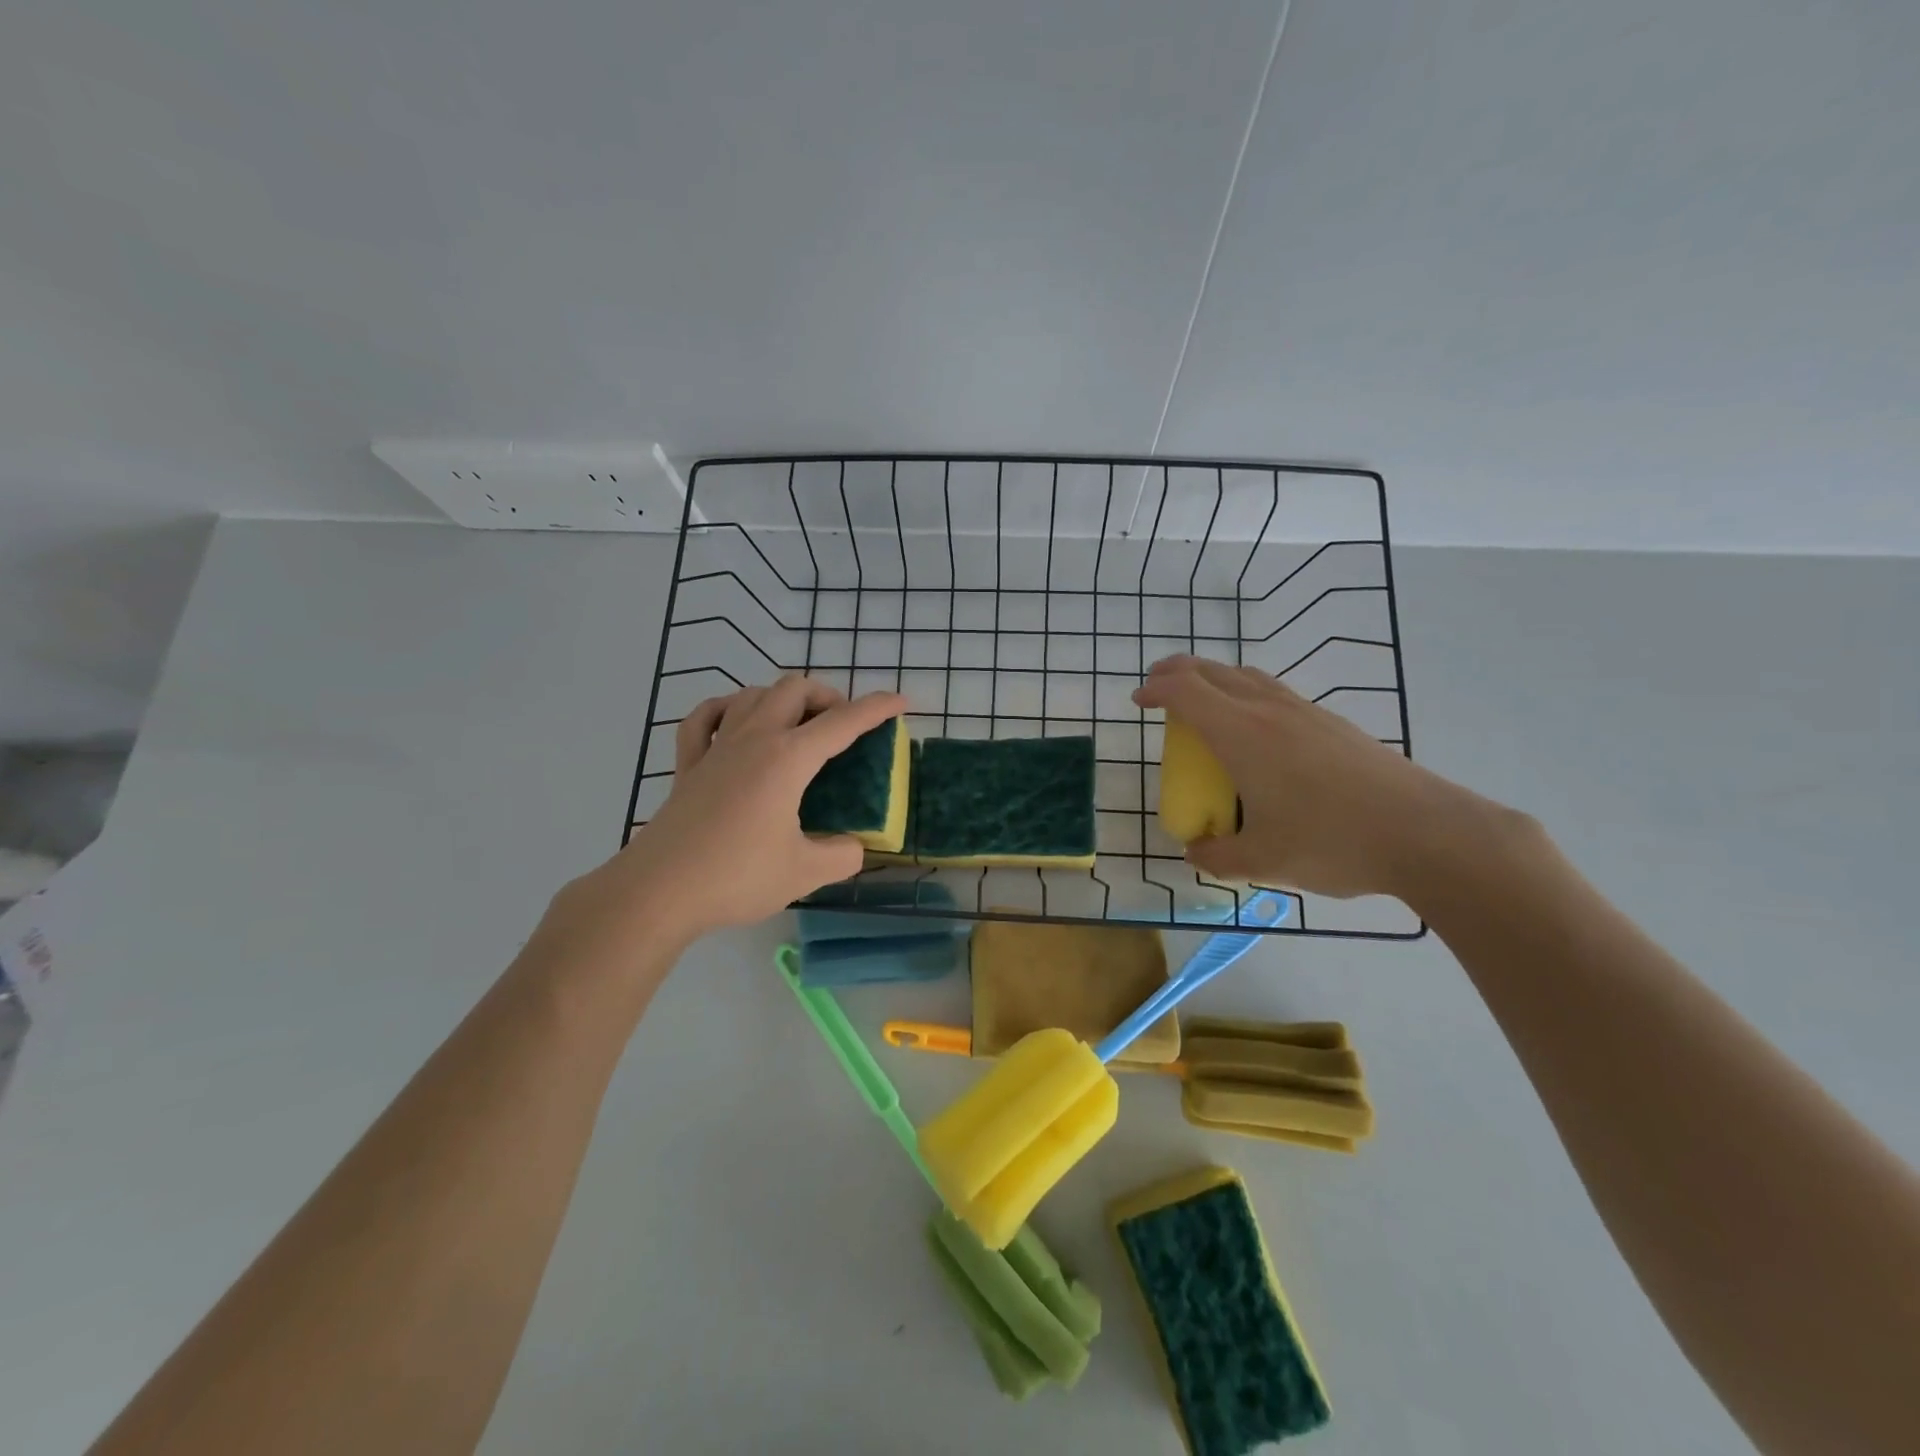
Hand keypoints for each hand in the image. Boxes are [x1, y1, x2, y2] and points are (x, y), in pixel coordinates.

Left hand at [546, 676, 908, 957]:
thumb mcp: (806, 873)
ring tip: (798, 724)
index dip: (877, 709)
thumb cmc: (737, 877)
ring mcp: (715, 748)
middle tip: (843, 725)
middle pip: (794, 689)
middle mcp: (753, 739)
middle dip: (828, 696)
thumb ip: (842, 855)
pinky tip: (734, 721)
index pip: (843, 722)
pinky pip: (704, 719)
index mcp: (788, 759)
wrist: (659, 891)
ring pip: (752, 694)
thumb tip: (852, 846)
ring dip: (783, 698)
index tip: (902, 702)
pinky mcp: (687, 766)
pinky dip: (726, 709)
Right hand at [1134, 656, 1507, 900]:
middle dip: (1177, 672)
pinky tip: (1255, 727)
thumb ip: (1218, 856)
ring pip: (1248, 676)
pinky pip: (1274, 692)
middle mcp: (1269, 710)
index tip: (1138, 702)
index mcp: (1242, 734)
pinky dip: (1246, 693)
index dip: (1155, 690)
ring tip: (1202, 700)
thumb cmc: (1332, 840)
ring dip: (1214, 678)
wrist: (1426, 832)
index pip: (1185, 692)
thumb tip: (1196, 852)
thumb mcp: (1262, 860)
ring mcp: (1305, 712)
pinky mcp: (1333, 723)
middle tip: (1158, 687)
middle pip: (1213, 671)